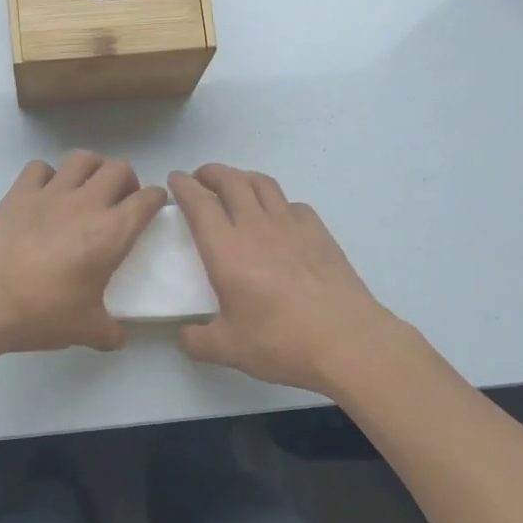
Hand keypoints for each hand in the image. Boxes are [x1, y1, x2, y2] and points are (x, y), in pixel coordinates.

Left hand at [0, 152, 166, 355]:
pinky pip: (39, 168)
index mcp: (112, 232)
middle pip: (118, 167)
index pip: (148, 199)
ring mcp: (50, 193)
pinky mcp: (18, 193)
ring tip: (87, 187)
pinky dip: (47, 175)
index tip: (153, 207)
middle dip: (126, 179)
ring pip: (81, 158)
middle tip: (119, 200)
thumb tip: (118, 338)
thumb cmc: (43, 313)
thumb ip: (110, 332)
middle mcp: (86, 203)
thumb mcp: (87, 330)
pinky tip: (45, 194)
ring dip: (91, 168)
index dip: (157, 199)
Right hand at [170, 164, 402, 396]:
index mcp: (226, 249)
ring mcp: (292, 225)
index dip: (184, 186)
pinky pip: (292, 204)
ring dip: (243, 177)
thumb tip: (185, 336)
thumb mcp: (228, 349)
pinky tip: (278, 217)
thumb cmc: (280, 342)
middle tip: (201, 178)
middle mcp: (256, 227)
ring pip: (263, 184)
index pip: (199, 203)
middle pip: (231, 181)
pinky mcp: (319, 232)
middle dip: (212, 172)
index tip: (175, 179)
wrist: (347, 341)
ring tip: (235, 186)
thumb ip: (197, 341)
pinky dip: (277, 202)